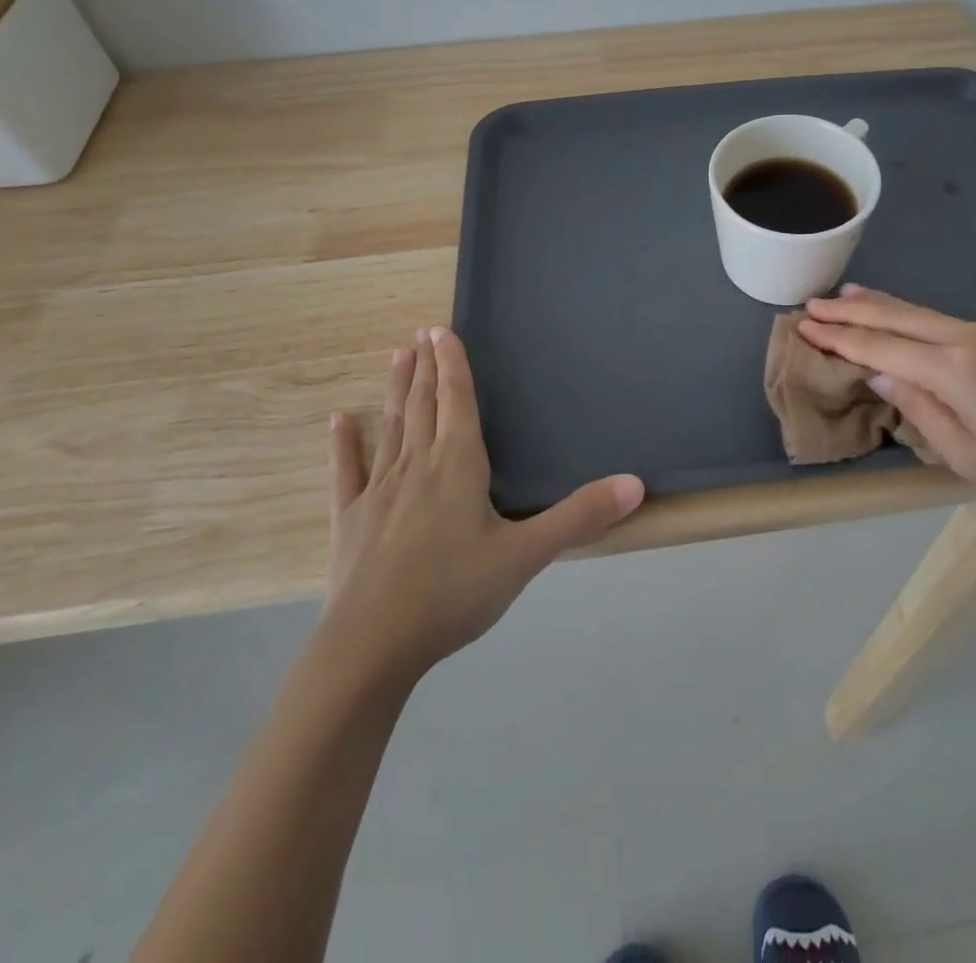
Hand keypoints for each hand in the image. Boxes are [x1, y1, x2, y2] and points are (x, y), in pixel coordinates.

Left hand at [321, 326, 644, 687]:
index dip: (453, 364)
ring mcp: (378, 490)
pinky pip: (346, 471)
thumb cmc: (454, 592)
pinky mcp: (350, 519)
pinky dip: (344, 443)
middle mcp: (417, 465)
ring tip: (396, 357)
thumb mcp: (526, 556)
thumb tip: (636, 484)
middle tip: (420, 333)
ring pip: (391, 426)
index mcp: (458, 465)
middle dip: (425, 367)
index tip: (441, 330)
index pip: (457, 400)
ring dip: (395, 390)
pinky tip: (339, 420)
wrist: (372, 646)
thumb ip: (580, 517)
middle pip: (423, 404)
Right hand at [799, 286, 975, 514]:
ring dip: (878, 304)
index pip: (881, 349)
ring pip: (919, 312)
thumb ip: (919, 410)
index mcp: (953, 368)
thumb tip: (880, 377)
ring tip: (844, 294)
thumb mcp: (966, 456)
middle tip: (811, 304)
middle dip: (851, 311)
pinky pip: (940, 320)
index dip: (840, 339)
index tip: (804, 328)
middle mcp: (966, 338)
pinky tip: (898, 314)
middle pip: (896, 318)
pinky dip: (908, 314)